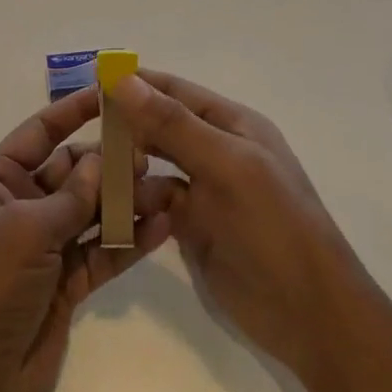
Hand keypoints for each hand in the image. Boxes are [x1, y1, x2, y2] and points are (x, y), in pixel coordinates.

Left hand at [0, 86, 173, 391]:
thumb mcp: (23, 231)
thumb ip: (70, 197)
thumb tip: (101, 162)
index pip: (40, 133)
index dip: (73, 111)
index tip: (111, 93)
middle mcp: (21, 207)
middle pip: (73, 172)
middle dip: (110, 162)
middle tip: (152, 154)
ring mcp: (45, 246)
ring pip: (94, 212)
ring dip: (127, 201)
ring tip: (170, 189)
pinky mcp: (66, 284)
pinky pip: (102, 252)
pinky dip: (129, 241)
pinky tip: (162, 226)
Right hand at [112, 69, 366, 381]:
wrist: (312, 315)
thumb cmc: (274, 225)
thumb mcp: (227, 165)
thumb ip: (174, 124)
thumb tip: (124, 79)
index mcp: (232, 125)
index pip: (176, 91)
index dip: (138, 82)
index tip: (94, 76)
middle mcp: (217, 151)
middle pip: (162, 127)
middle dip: (126, 124)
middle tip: (79, 125)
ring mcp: (206, 191)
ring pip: (155, 166)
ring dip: (127, 165)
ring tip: (87, 168)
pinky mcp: (195, 228)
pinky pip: (156, 204)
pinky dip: (136, 202)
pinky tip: (109, 205)